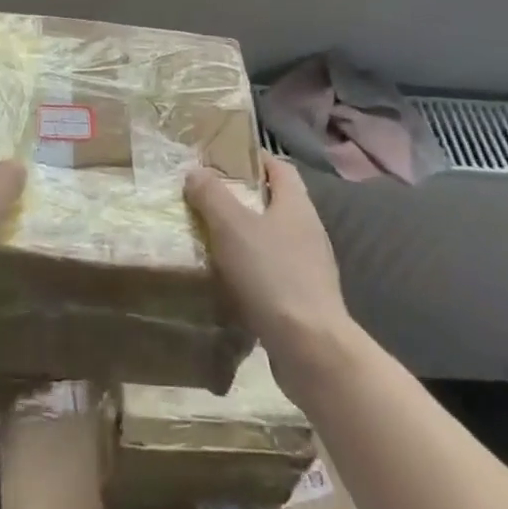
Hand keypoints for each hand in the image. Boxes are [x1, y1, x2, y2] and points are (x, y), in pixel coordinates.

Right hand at [185, 156, 351, 387]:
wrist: (311, 349)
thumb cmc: (272, 274)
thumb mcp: (231, 226)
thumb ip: (212, 195)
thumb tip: (196, 172)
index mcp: (296, 204)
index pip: (278, 167)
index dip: (253, 159)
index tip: (222, 160)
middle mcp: (309, 229)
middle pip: (275, 202)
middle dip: (243, 199)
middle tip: (208, 200)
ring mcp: (311, 267)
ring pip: (273, 239)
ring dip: (246, 238)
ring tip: (212, 240)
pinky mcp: (306, 300)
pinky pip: (274, 273)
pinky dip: (253, 271)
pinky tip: (230, 282)